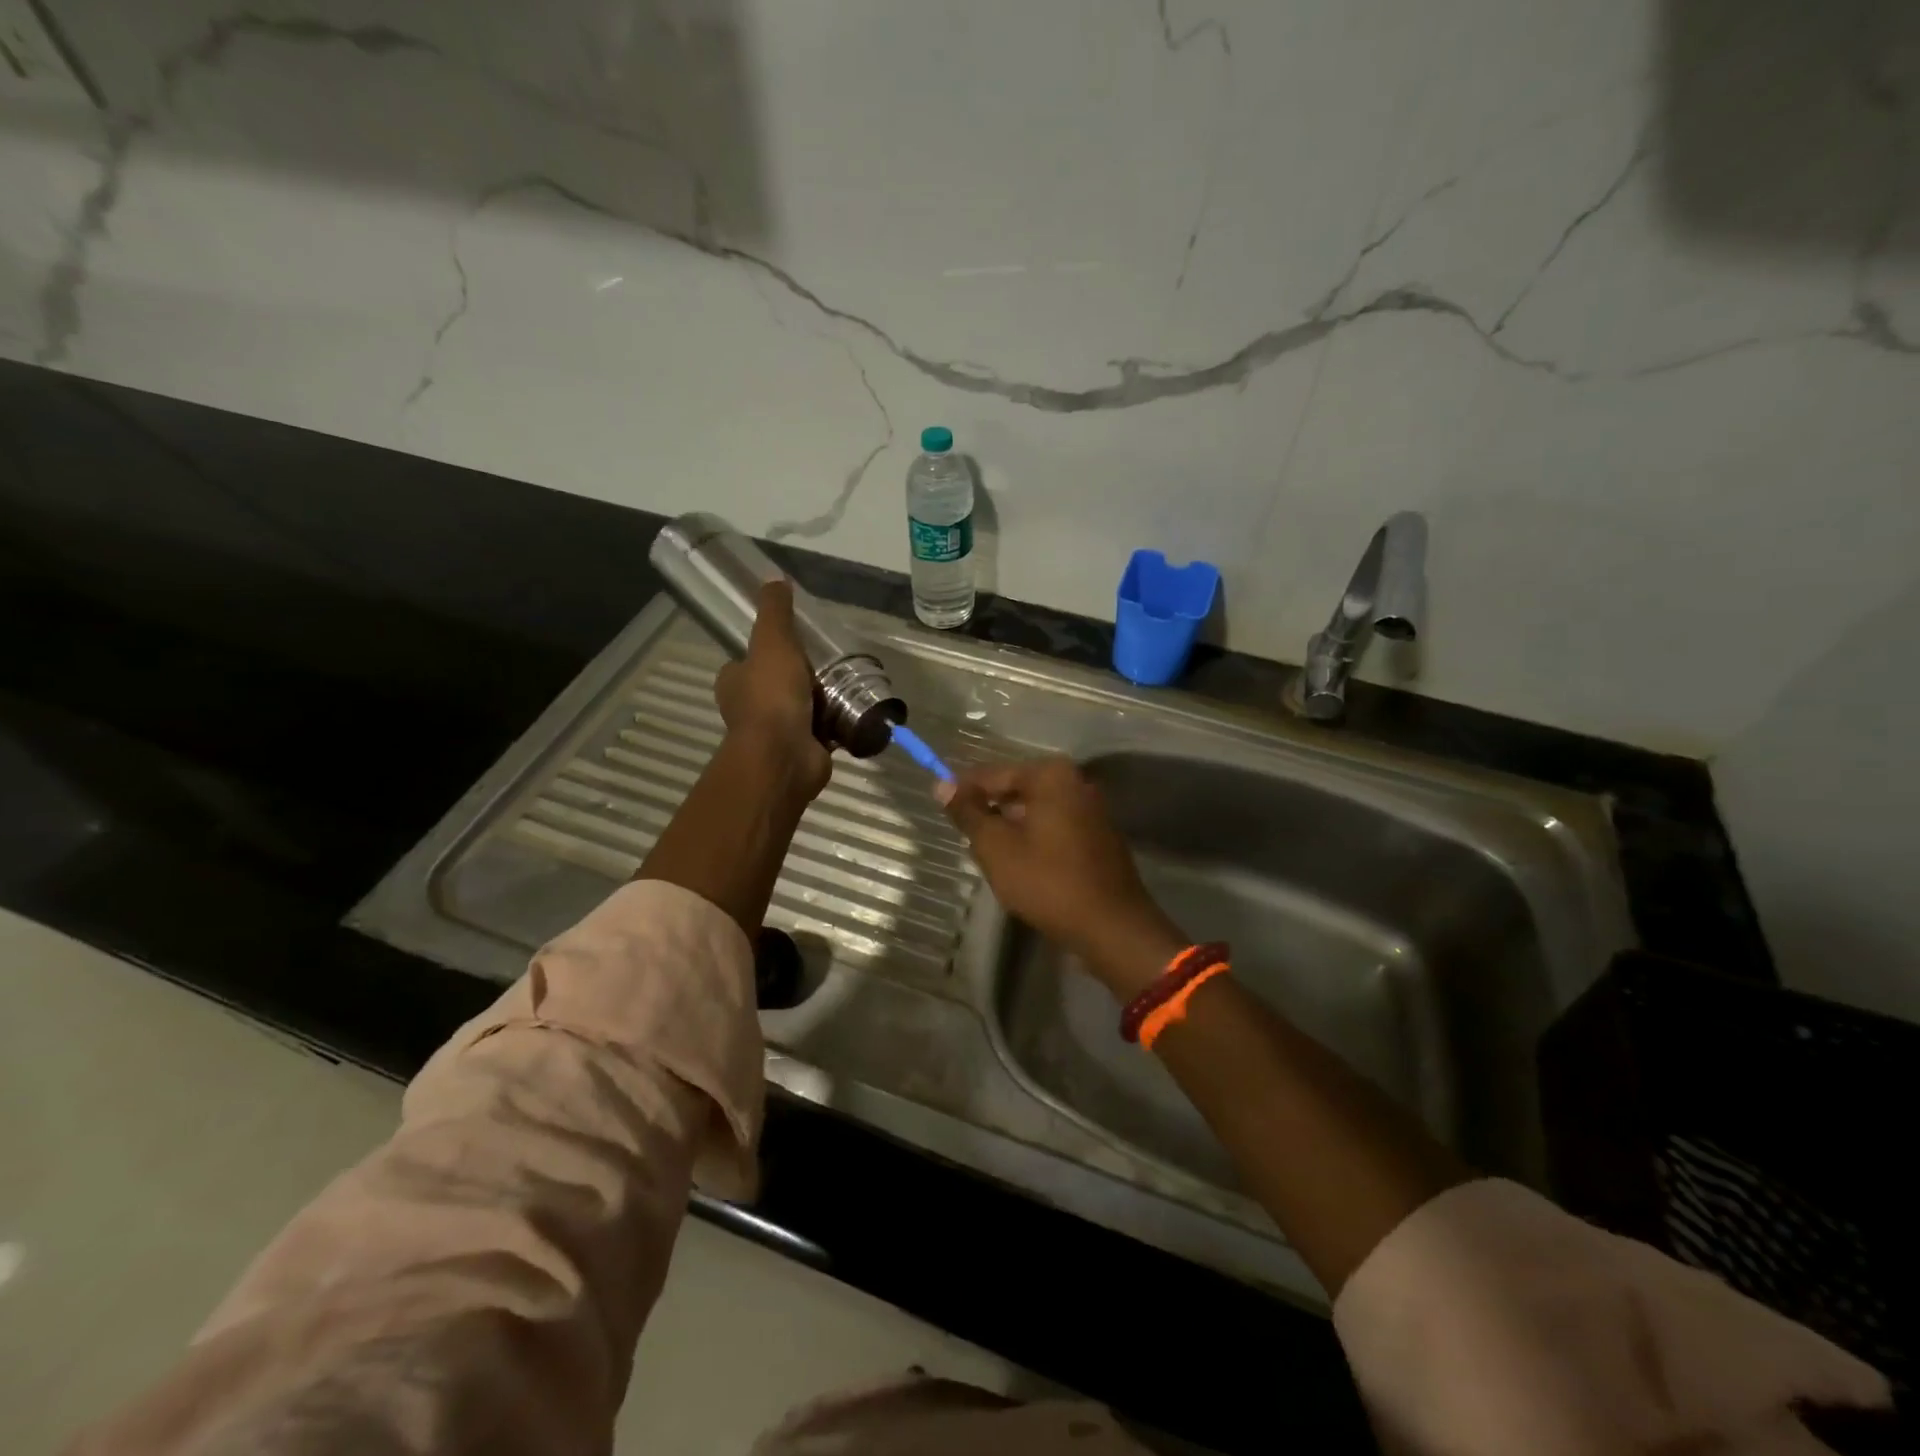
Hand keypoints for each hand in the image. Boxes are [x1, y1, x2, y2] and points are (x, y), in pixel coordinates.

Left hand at [714, 581, 832, 800]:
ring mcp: (778, 734)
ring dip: (822, 701)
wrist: (785, 756)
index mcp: (735, 684)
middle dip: (800, 678)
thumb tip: (774, 578)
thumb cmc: (771, 697)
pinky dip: (838, 724)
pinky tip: (857, 711)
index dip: (767, 652)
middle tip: (829, 661)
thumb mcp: (773, 642)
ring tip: (849, 683)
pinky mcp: (804, 750)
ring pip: (802, 709)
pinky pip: (824, 732)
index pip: (747, 662)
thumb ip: (775, 612)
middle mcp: (751, 709)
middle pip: (777, 686)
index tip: (794, 644)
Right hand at [939, 757, 1184, 997]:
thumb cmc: (1047, 881)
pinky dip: (1034, 841)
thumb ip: (968, 813)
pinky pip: (1055, 829)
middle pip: (1016, 790)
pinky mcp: (1099, 837)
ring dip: (1010, 830)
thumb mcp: (996, 847)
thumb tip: (942, 785)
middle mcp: (1076, 782)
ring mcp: (1092, 810)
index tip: (941, 806)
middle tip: (966, 838)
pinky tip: (1020, 868)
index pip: (993, 774)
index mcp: (1051, 775)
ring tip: (989, 857)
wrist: (1111, 926)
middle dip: (990, 812)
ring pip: (1035, 812)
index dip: (964, 791)